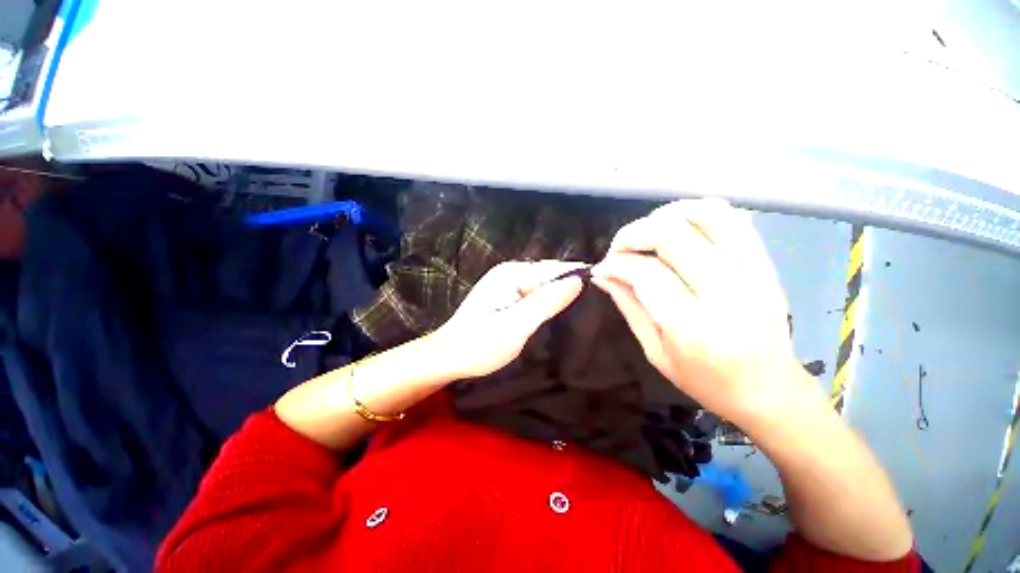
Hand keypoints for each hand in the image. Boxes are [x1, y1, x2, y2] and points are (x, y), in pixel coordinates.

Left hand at [431, 260, 585, 379]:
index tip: (604, 287)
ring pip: (542, 284)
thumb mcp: (517, 326)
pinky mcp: (505, 294)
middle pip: (548, 274)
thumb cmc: (480, 344)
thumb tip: (578, 280)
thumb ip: (546, 302)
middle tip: (595, 304)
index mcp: (512, 274)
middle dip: (569, 286)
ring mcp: (506, 282)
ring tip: (581, 309)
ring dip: (558, 295)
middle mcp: (509, 272)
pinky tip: (555, 312)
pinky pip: (533, 293)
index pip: (554, 268)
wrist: (448, 356)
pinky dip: (546, 301)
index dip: (578, 276)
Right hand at [591, 199, 822, 429]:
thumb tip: (602, 274)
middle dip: (633, 233)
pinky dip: (699, 212)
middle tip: (620, 249)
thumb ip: (628, 306)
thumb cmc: (707, 382)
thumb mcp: (655, 351)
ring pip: (707, 214)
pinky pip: (734, 220)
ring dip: (666, 215)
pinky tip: (680, 228)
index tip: (603, 267)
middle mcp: (727, 293)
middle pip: (672, 234)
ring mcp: (754, 274)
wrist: (770, 390)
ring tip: (648, 233)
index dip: (616, 263)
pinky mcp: (767, 265)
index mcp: (693, 327)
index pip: (645, 272)